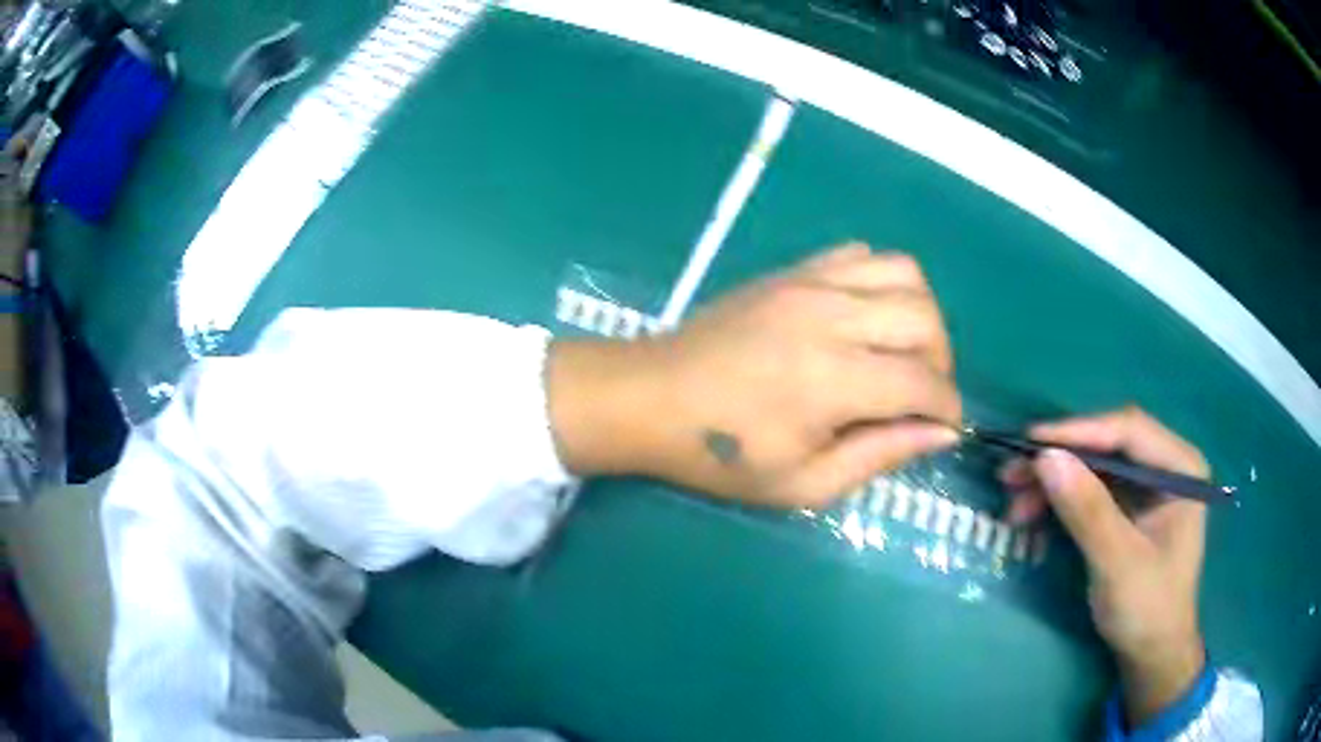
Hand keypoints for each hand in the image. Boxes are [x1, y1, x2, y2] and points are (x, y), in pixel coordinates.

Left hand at [547, 243, 961, 508]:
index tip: (945, 426)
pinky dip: (882, 281)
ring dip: (920, 314)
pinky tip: (865, 318)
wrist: (650, 397)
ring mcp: (810, 282)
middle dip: (941, 361)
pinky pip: (860, 254)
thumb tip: (941, 433)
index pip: (924, 383)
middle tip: (921, 395)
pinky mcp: (792, 270)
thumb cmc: (720, 454)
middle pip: (925, 317)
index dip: (947, 408)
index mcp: (833, 379)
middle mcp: (831, 316)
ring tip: (901, 352)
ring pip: (903, 271)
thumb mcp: (802, 483)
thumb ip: (879, 455)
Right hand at [999, 407, 1208, 726]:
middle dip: (1061, 461)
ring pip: (1095, 468)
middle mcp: (1165, 466)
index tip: (1032, 442)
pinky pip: (1091, 493)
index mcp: (1180, 467)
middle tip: (1013, 475)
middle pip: (1108, 446)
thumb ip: (1088, 510)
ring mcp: (1147, 488)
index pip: (1129, 431)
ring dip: (1055, 483)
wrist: (1152, 654)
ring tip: (1015, 503)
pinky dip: (1061, 502)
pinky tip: (1033, 515)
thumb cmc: (1147, 609)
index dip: (1080, 432)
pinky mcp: (1129, 509)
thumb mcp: (1118, 563)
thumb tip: (1045, 458)